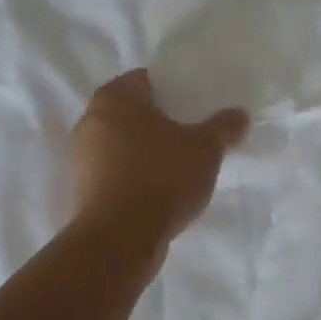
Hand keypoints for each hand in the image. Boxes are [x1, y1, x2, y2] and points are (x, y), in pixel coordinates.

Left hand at [69, 71, 250, 252]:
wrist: (120, 239)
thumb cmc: (162, 177)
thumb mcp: (205, 149)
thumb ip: (223, 128)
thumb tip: (240, 115)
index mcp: (114, 97)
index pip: (144, 80)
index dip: (170, 91)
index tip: (192, 108)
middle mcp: (89, 120)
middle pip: (130, 112)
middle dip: (156, 122)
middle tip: (188, 135)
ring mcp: (80, 157)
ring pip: (119, 144)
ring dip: (143, 151)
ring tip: (175, 167)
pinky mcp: (80, 189)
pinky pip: (112, 172)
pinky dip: (131, 176)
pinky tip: (156, 192)